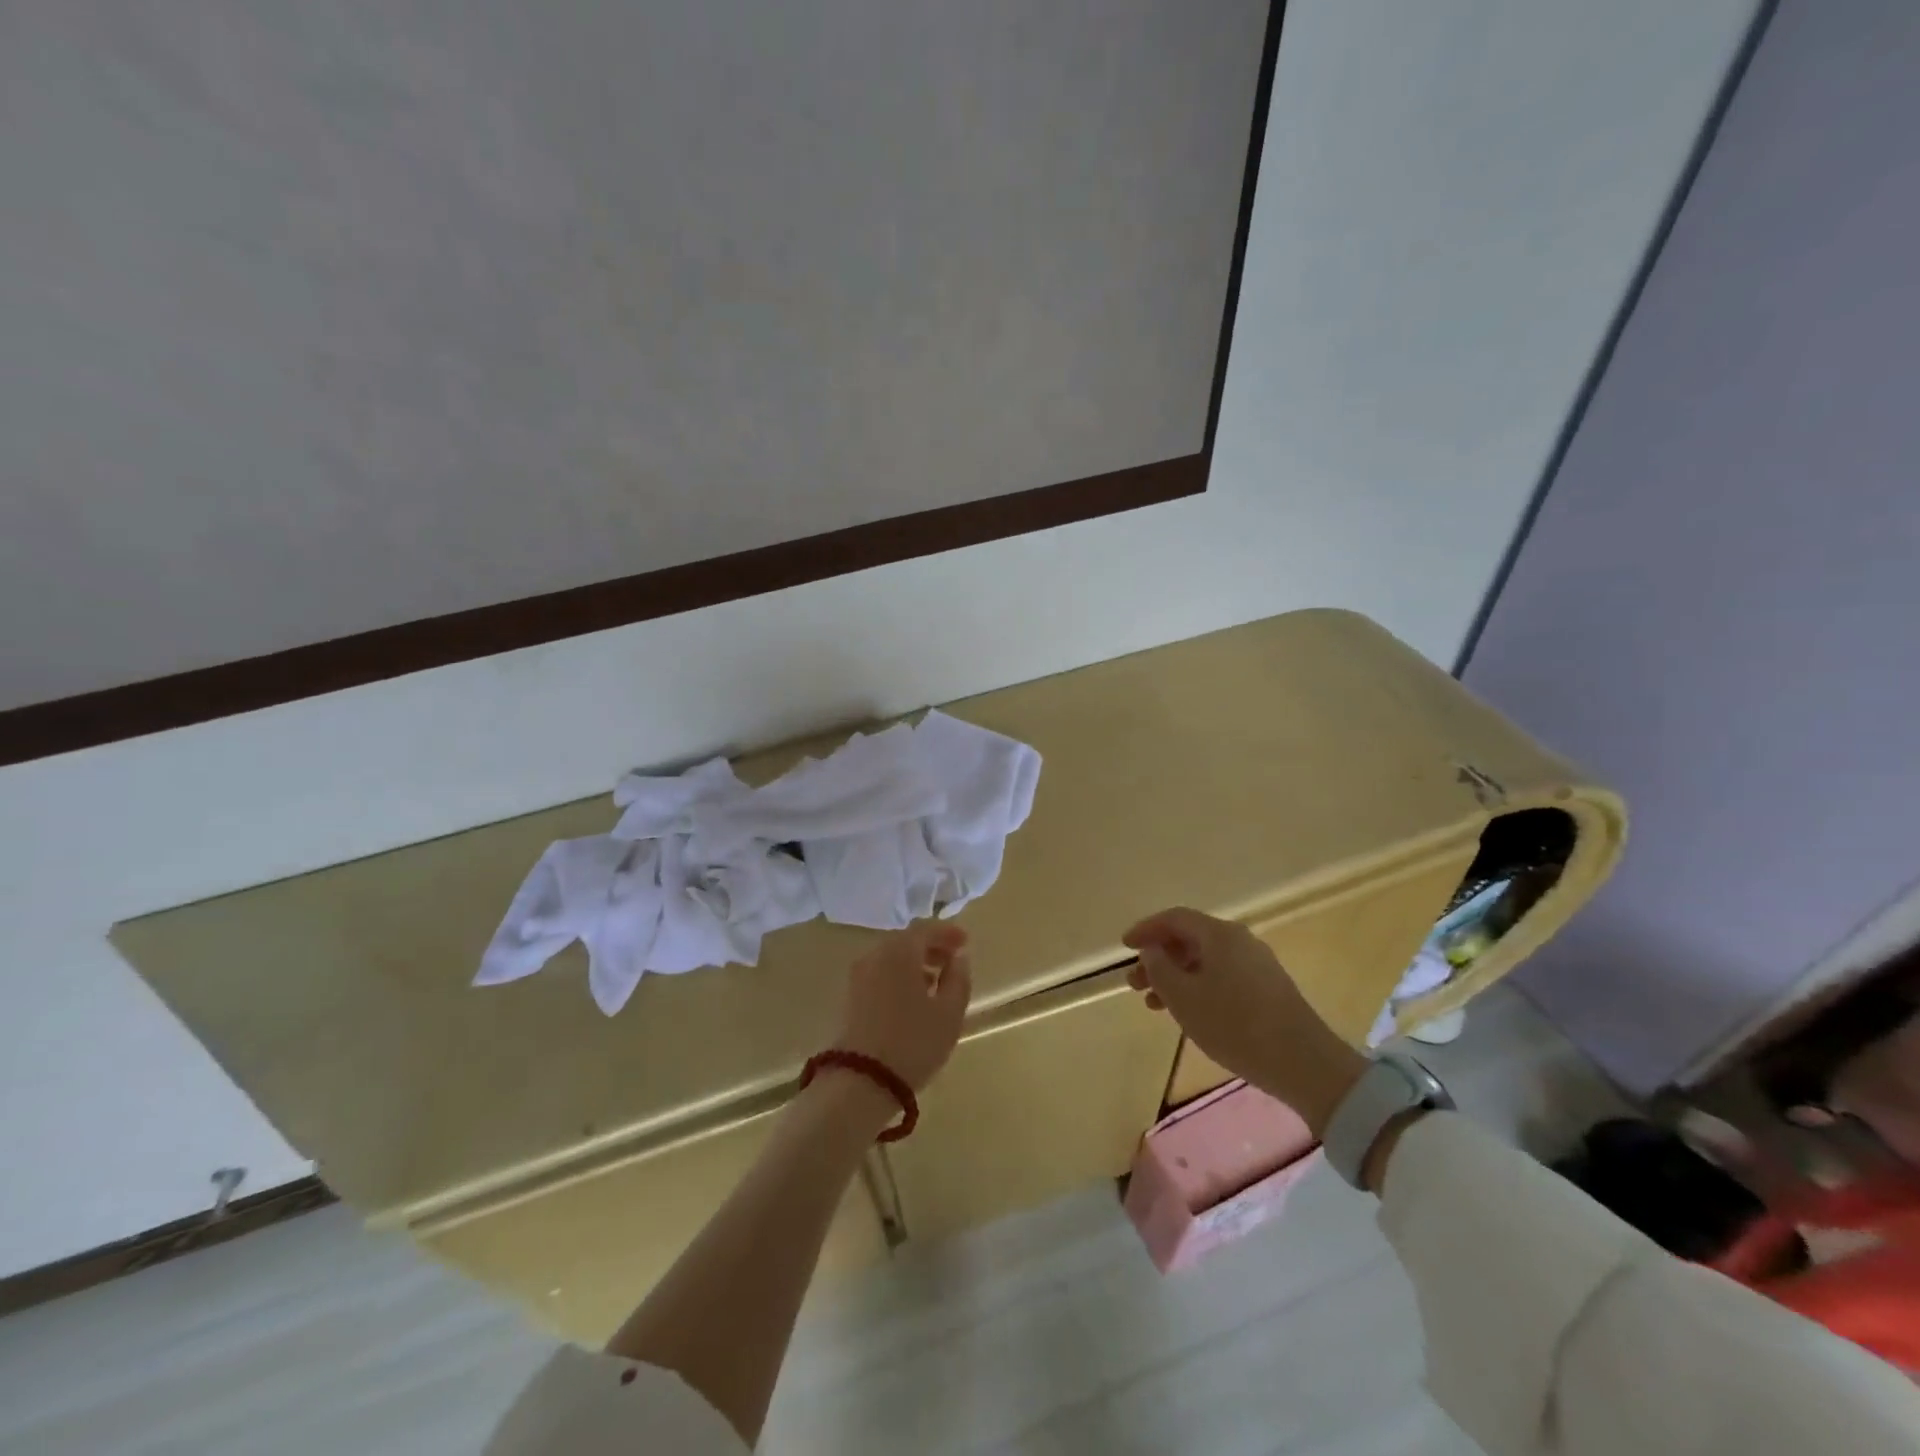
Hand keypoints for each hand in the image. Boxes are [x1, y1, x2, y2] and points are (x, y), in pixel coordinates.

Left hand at [835, 921, 972, 1090]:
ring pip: (891, 958)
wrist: (860, 1081)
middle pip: (906, 940)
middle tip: (952, 961)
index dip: (947, 932)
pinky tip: (913, 998)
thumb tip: (958, 958)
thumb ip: (958, 979)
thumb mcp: (949, 1012)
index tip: (965, 942)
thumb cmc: (913, 1042)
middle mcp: (875, 955)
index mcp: (899, 951)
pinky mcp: (850, 997)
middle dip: (931, 947)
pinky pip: (880, 973)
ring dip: (915, 963)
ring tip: (936, 983)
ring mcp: (858, 975)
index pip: (925, 928)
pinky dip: (899, 976)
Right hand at [1125, 907, 1366, 1135]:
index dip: (1146, 929)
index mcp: (1219, 935)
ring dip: (1176, 976)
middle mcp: (1239, 940)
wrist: (1304, 1063)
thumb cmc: (1235, 1025)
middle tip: (1135, 983)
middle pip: (1190, 939)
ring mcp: (1257, 964)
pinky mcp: (1268, 988)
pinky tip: (1189, 1012)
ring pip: (1205, 960)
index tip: (1124, 946)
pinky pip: (1222, 975)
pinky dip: (1197, 986)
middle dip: (1159, 958)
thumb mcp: (1184, 998)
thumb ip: (1160, 968)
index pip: (1174, 918)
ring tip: (1155, 1004)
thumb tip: (1152, 948)